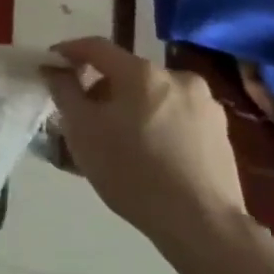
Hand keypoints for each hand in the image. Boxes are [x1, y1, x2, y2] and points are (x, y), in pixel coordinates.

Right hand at [42, 37, 250, 253]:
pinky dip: (156, 124)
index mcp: (142, 72)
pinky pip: (176, 117)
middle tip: (84, 116)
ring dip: (130, 107)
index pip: (96, 47)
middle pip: (126, 73)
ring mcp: (206, 106)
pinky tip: (148, 154)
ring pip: (153, 95)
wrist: (203, 226)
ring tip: (117, 140)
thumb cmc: (132, 172)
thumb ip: (64, 90)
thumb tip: (55, 68)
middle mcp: (177, 78)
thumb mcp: (82, 130)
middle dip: (101, 88)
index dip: (69, 51)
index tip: (51, 65)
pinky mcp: (221, 134)